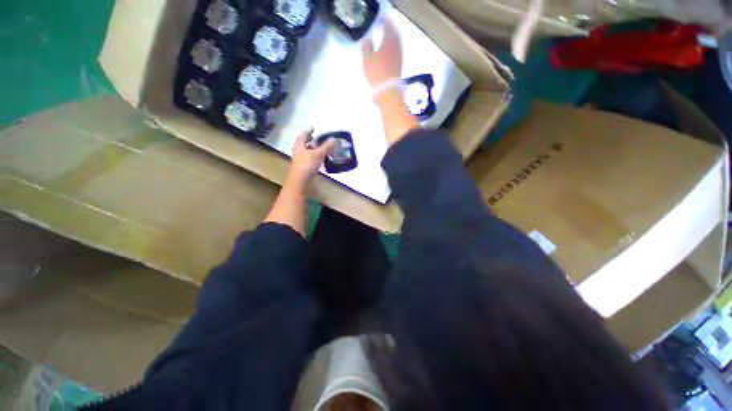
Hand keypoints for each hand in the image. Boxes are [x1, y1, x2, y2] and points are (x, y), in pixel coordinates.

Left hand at [289, 128, 335, 182]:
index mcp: (299, 145)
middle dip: (310, 141)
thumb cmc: (308, 164)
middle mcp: (297, 151)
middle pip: (303, 143)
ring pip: (306, 151)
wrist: (300, 179)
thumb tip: (333, 139)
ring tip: (319, 148)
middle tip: (316, 139)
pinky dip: (313, 156)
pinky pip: (308, 158)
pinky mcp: (302, 166)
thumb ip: (326, 147)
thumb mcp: (318, 154)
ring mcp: (299, 159)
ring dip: (312, 149)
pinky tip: (319, 159)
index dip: (309, 132)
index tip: (313, 129)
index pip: (303, 135)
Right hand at [360, 18, 401, 90]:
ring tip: (388, 37)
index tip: (381, 20)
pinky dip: (395, 48)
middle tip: (386, 27)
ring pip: (397, 43)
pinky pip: (398, 52)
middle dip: (390, 30)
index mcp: (388, 42)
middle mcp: (396, 47)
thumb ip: (366, 48)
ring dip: (393, 39)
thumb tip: (366, 40)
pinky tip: (391, 50)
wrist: (388, 90)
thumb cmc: (376, 74)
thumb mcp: (367, 61)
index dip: (385, 23)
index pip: (388, 28)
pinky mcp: (400, 66)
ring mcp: (399, 57)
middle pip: (395, 35)